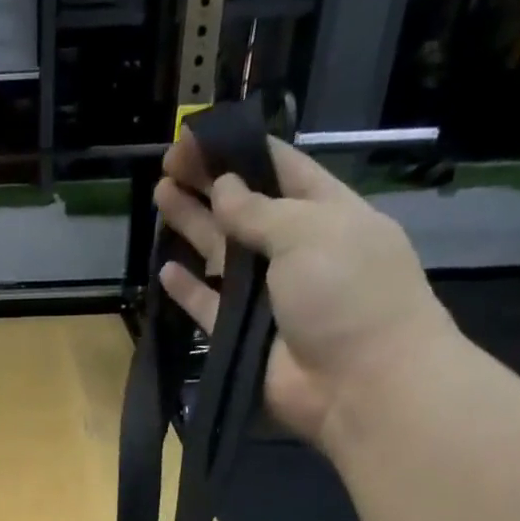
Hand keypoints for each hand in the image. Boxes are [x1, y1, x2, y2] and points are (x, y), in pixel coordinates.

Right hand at [154, 135, 456, 447]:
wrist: (359, 384)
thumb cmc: (348, 292)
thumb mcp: (310, 233)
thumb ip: (259, 211)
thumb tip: (223, 188)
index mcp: (326, 213)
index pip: (280, 169)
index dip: (239, 150)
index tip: (197, 137)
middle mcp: (295, 250)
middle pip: (244, 209)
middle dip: (209, 184)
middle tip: (168, 164)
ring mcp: (268, 296)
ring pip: (222, 255)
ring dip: (193, 227)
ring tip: (160, 198)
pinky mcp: (243, 337)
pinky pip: (209, 307)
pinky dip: (189, 290)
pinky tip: (167, 269)